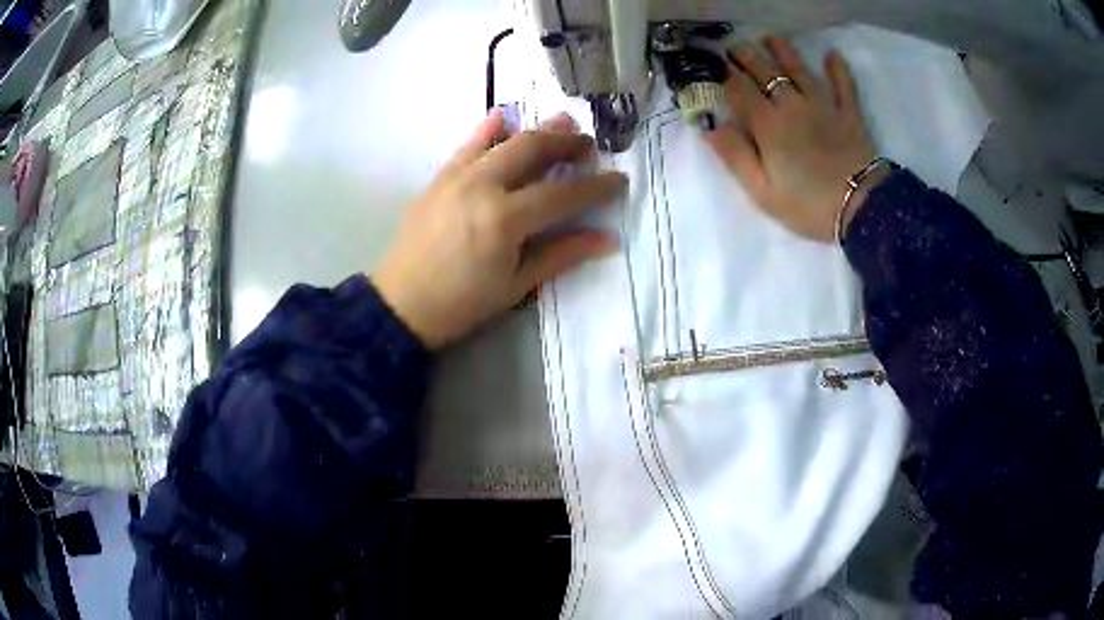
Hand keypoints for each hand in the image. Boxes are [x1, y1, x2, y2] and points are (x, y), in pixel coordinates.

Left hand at [372, 111, 627, 349]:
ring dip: (537, 129)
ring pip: (504, 139)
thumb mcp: (517, 285)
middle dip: (567, 143)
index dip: (596, 187)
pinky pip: (468, 144)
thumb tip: (607, 240)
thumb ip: (562, 255)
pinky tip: (504, 116)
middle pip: (534, 149)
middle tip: (589, 145)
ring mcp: (457, 176)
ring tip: (562, 123)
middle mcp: (482, 185)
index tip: (619, 180)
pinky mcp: (440, 177)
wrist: (401, 304)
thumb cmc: (462, 303)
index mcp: (505, 219)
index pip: (563, 194)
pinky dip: (489, 128)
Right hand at [705, 35, 881, 241]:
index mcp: (768, 124)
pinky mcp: (849, 113)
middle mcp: (792, 105)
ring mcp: (823, 105)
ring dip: (783, 50)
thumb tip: (710, 125)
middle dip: (747, 56)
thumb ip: (735, 156)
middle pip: (765, 71)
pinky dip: (837, 69)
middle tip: (735, 47)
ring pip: (799, 69)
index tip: (714, 67)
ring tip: (770, 38)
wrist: (860, 208)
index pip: (739, 89)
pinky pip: (843, 84)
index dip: (724, 75)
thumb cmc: (808, 205)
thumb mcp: (762, 191)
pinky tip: (831, 55)